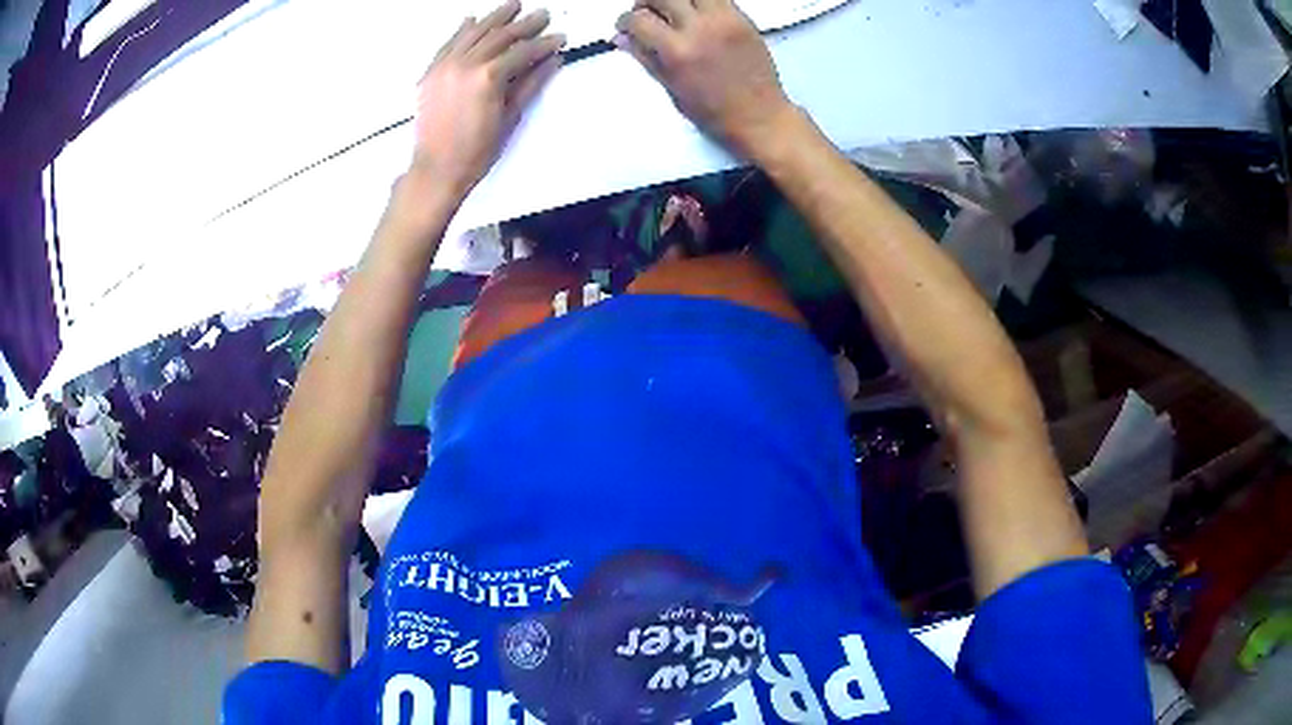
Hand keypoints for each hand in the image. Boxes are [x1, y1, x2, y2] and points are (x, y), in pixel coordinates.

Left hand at [413, 0, 564, 198]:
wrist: (436, 168)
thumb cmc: (477, 150)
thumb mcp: (510, 117)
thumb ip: (531, 83)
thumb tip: (553, 59)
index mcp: (488, 76)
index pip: (523, 51)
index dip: (544, 43)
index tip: (560, 37)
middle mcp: (465, 63)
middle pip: (500, 35)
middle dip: (524, 24)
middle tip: (542, 14)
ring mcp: (445, 65)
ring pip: (474, 32)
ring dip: (495, 17)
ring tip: (513, 6)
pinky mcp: (431, 72)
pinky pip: (448, 43)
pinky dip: (462, 30)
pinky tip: (472, 19)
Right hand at [615, 0, 792, 156]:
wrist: (759, 116)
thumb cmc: (714, 111)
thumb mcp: (672, 88)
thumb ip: (645, 57)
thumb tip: (621, 38)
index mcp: (677, 51)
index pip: (638, 19)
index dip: (625, 21)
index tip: (626, 27)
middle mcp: (699, 28)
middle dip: (646, 2)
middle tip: (646, 15)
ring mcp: (724, 20)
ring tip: (672, 11)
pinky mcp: (742, 19)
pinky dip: (700, 2)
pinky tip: (697, 15)